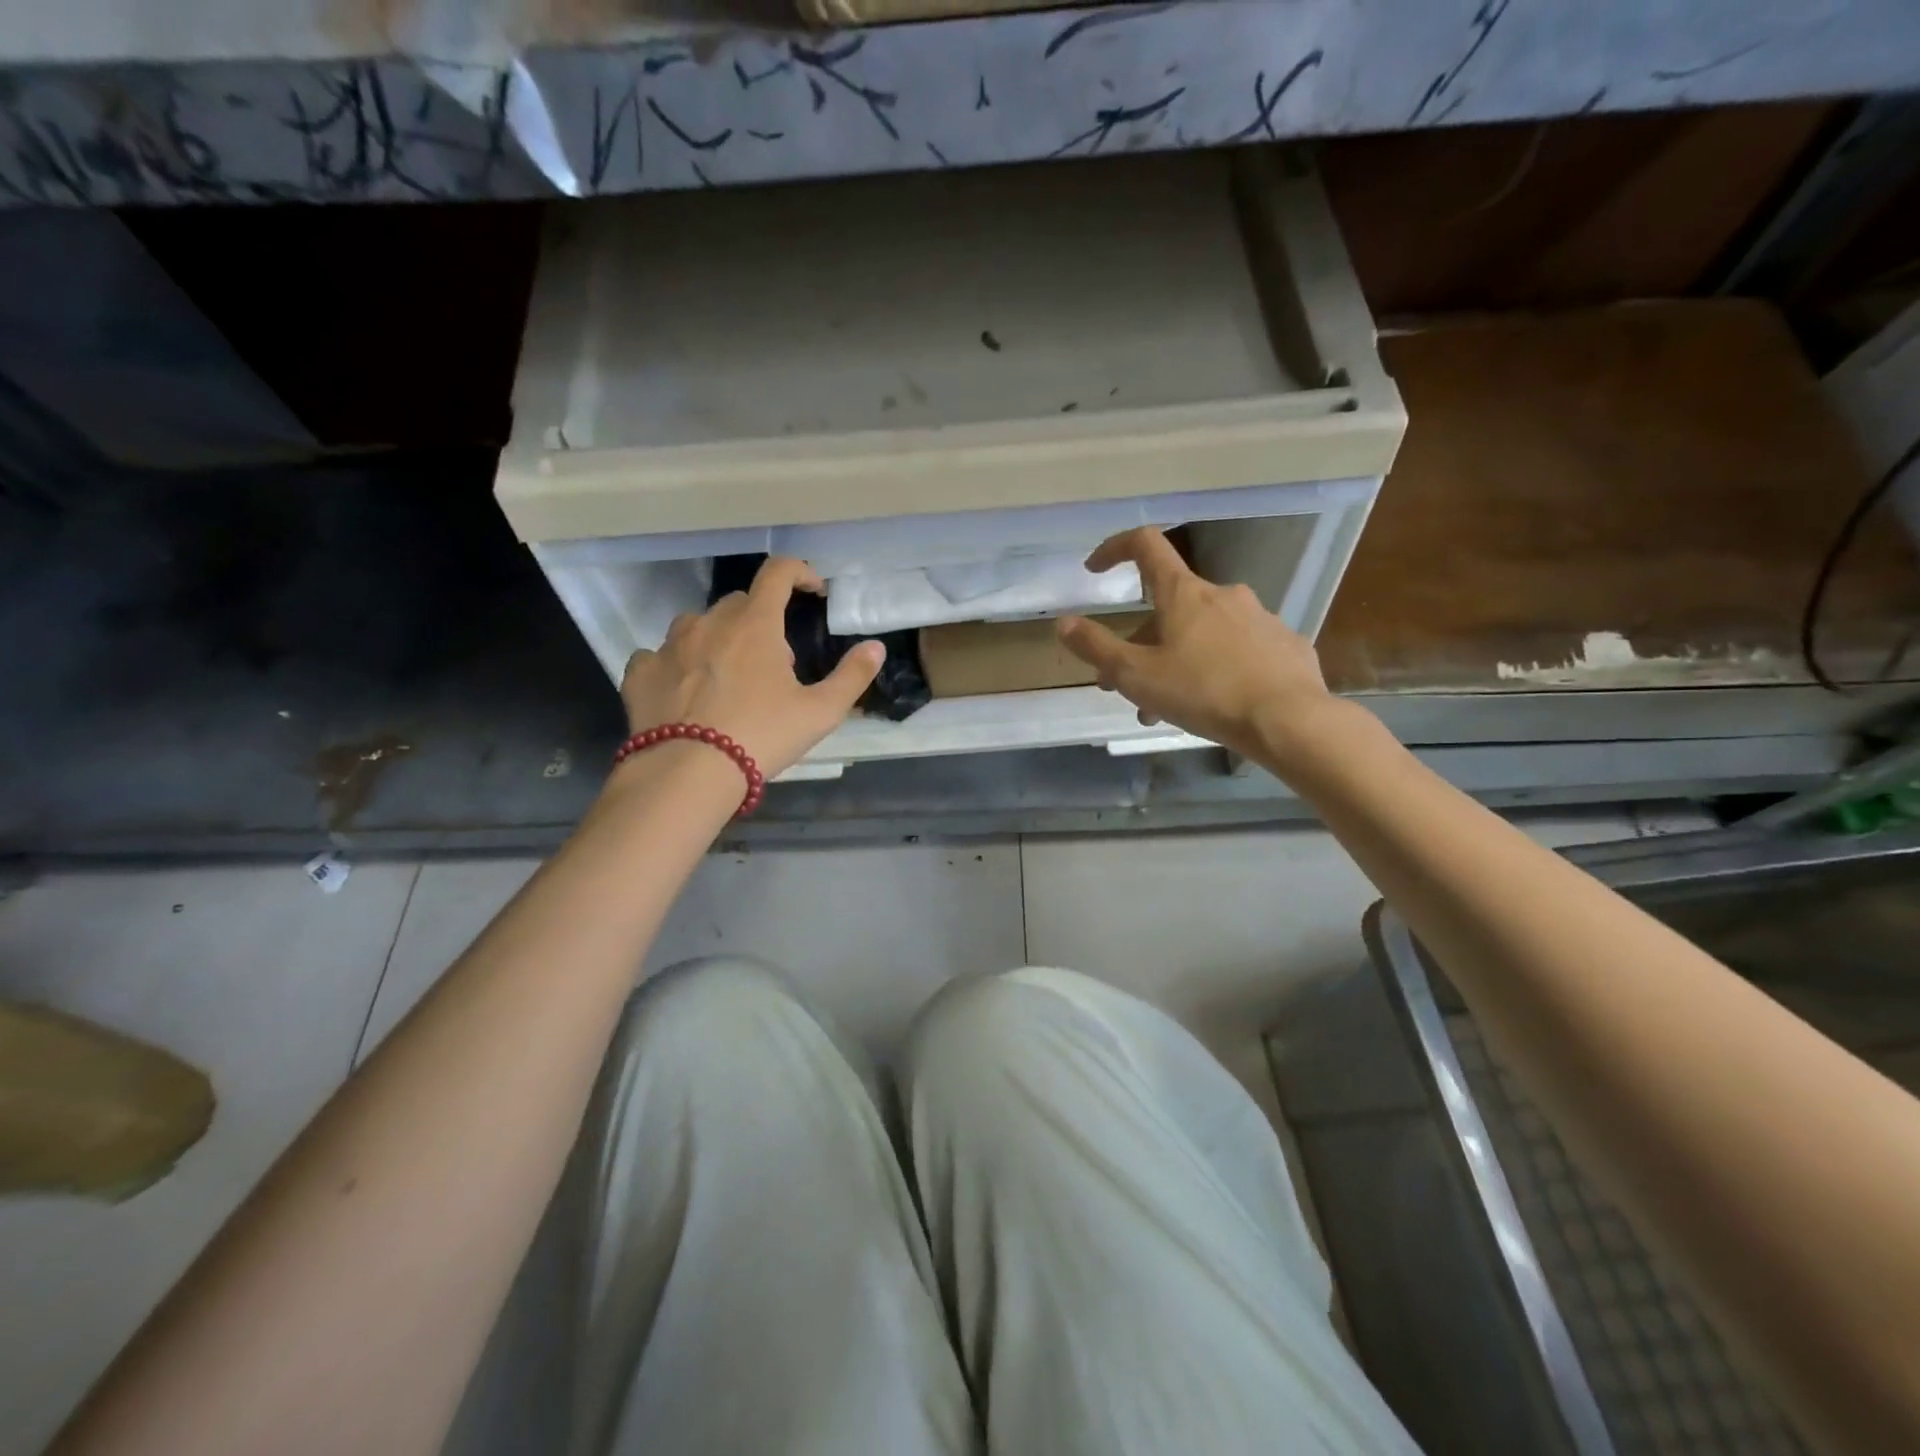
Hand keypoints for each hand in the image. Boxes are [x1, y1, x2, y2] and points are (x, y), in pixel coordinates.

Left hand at [619, 557, 883, 778]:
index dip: (800, 573)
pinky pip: (660, 655)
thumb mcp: (821, 712)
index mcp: (755, 624)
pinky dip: (676, 665)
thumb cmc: (761, 735)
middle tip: (774, 663)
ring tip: (726, 677)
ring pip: (698, 625)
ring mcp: (670, 645)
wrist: (687, 772)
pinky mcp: (641, 672)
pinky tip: (684, 691)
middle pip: (740, 604)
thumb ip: (852, 676)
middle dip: (761, 622)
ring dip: (717, 639)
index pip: (778, 573)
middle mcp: (710, 623)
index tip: (813, 592)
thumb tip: (876, 647)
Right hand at [1056, 527, 1340, 764]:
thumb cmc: (1204, 692)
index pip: (1145, 545)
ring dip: (1177, 660)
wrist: (1288, 719)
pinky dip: (1216, 667)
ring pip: (1203, 633)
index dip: (1115, 549)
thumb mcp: (1136, 675)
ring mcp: (1259, 617)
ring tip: (1165, 709)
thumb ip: (1096, 647)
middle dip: (1142, 641)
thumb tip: (1064, 622)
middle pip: (1170, 606)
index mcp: (1184, 594)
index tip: (1096, 569)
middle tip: (1125, 683)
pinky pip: (1238, 649)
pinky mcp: (1283, 644)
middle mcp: (1222, 594)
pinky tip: (1214, 703)